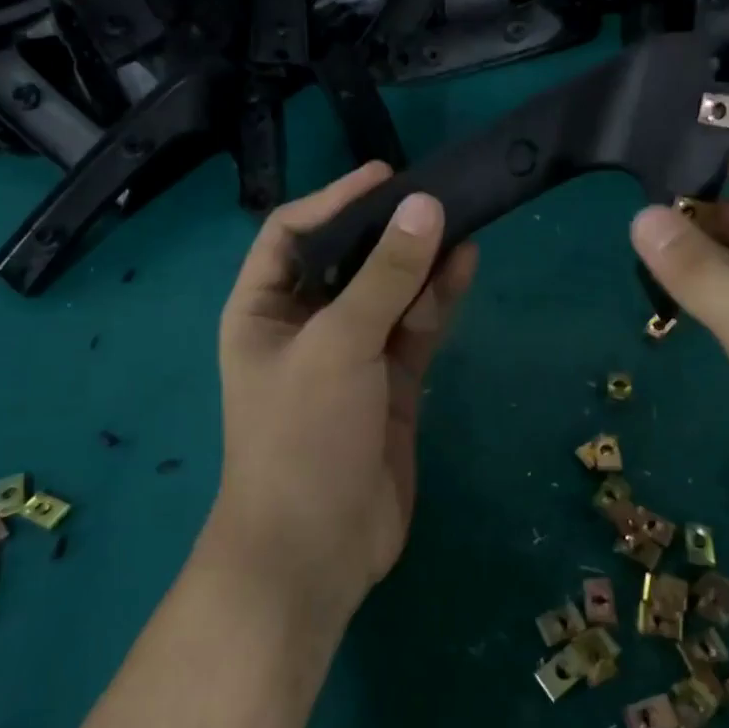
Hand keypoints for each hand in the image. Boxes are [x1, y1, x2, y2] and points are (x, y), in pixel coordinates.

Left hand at [214, 163, 477, 621]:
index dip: (335, 199)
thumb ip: (385, 276)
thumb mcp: (339, 345)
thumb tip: (424, 205)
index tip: (386, 176)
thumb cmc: (302, 437)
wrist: (317, 552)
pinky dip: (439, 300)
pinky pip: (416, 329)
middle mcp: (306, 325)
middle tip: (439, 195)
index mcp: (264, 309)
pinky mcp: (393, 384)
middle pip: (350, 260)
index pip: (293, 232)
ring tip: (463, 224)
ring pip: (391, 293)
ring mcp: (353, 356)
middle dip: (390, 230)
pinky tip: (465, 267)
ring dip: (423, 262)